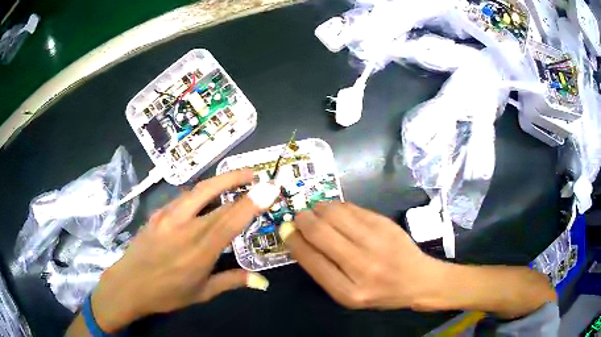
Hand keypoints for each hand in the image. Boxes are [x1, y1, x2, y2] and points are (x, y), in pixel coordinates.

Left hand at [89, 170, 275, 332]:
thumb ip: (233, 281)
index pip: (231, 219)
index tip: (270, 187)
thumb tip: (263, 282)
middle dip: (237, 180)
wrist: (129, 284)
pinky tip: (204, 197)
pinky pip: (183, 197)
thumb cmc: (167, 293)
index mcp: (200, 249)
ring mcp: (168, 216)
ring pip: (197, 190)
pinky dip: (199, 192)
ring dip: (219, 181)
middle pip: (214, 195)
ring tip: (235, 179)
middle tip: (255, 175)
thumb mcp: (203, 293)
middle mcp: (185, 226)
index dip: (253, 201)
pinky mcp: (157, 214)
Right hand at [279, 201, 441, 309]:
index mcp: (348, 291)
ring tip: (316, 211)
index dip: (294, 241)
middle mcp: (362, 266)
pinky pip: (352, 208)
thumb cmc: (379, 292)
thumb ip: (324, 270)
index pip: (311, 259)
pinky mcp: (385, 224)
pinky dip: (337, 206)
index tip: (287, 231)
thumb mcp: (348, 294)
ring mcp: (376, 242)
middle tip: (299, 217)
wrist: (417, 280)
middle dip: (302, 220)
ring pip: (335, 214)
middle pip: (320, 233)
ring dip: (318, 209)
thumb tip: (299, 239)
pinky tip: (335, 211)